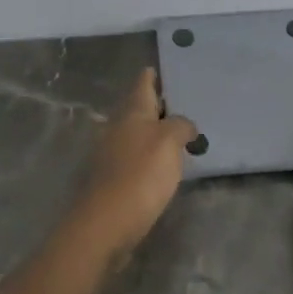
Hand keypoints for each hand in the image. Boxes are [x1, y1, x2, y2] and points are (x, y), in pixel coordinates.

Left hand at [66, 68, 196, 252]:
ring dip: (155, 133)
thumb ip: (180, 126)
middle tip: (186, 104)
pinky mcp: (112, 178)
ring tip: (181, 136)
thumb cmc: (140, 175)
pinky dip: (149, 156)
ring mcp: (111, 153)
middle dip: (159, 105)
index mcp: (131, 112)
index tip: (170, 69)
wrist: (106, 224)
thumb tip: (183, 125)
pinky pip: (135, 158)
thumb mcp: (169, 142)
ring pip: (136, 133)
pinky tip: (165, 166)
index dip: (155, 74)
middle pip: (139, 108)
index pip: (143, 83)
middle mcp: (116, 126)